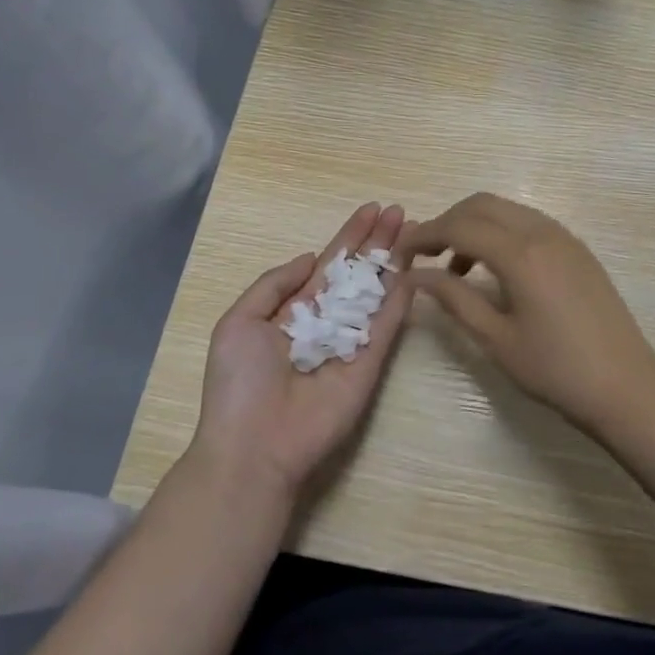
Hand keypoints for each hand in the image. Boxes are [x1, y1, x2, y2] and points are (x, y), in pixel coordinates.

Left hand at [191, 203, 413, 500]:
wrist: (254, 445)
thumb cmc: (239, 383)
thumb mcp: (239, 322)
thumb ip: (274, 284)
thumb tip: (308, 259)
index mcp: (294, 310)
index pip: (329, 264)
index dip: (351, 237)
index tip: (373, 209)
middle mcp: (328, 320)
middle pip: (359, 272)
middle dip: (378, 241)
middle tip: (401, 211)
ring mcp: (352, 341)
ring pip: (379, 292)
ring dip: (396, 261)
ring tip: (415, 229)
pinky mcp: (371, 363)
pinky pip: (388, 325)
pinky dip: (402, 297)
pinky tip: (414, 269)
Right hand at [395, 193, 654, 435]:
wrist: (625, 386)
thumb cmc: (555, 370)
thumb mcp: (496, 338)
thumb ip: (454, 299)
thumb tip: (415, 275)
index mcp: (520, 253)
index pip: (459, 226)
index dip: (424, 235)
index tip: (399, 254)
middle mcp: (543, 232)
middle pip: (483, 205)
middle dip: (448, 222)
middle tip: (424, 256)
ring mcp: (565, 237)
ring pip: (508, 210)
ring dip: (476, 226)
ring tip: (456, 268)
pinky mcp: (577, 250)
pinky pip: (530, 224)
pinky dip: (502, 233)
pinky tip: (495, 270)